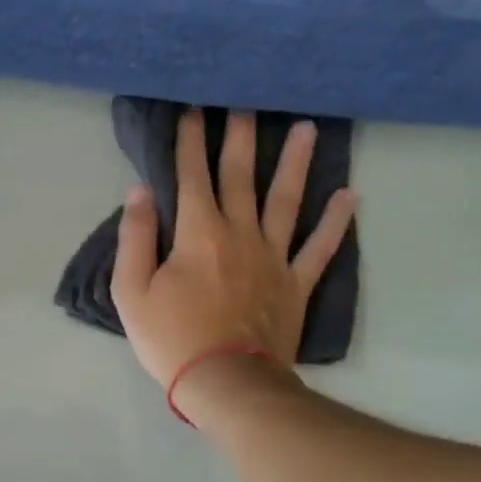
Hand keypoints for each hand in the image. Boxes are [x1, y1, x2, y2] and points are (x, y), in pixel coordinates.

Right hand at [112, 108, 354, 391]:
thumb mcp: (131, 292)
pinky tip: (349, 195)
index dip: (190, 140)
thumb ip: (135, 238)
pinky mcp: (296, 284)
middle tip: (247, 100)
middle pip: (240, 176)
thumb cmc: (171, 338)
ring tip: (307, 127)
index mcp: (198, 233)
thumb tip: (140, 192)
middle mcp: (240, 233)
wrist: (225, 382)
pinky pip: (320, 247)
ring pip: (287, 200)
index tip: (193, 108)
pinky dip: (336, 222)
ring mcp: (274, 258)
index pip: (191, 176)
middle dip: (240, 136)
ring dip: (296, 163)